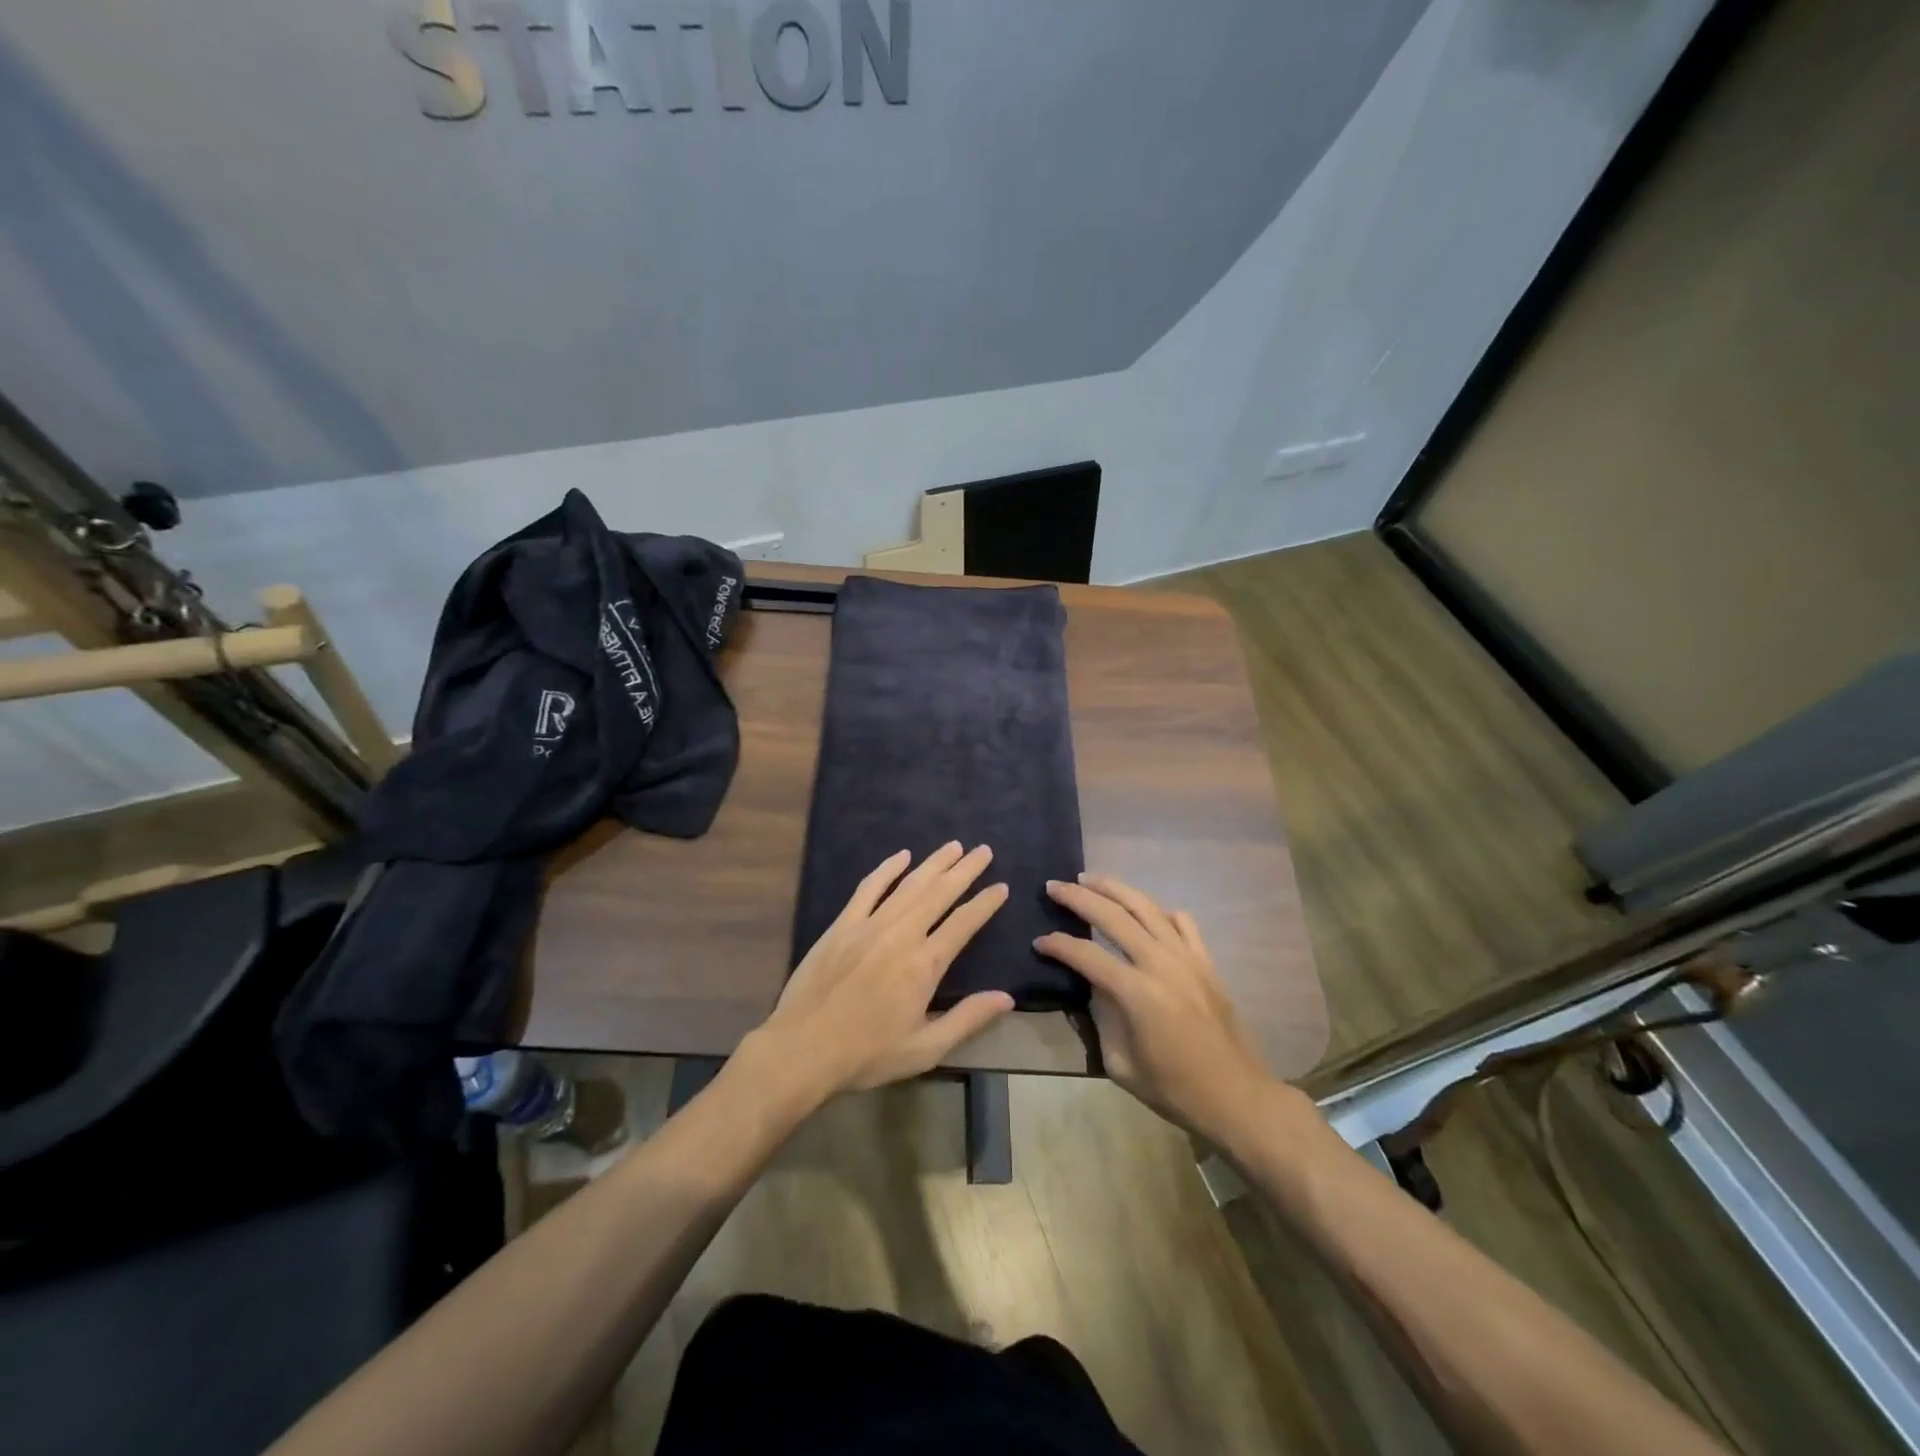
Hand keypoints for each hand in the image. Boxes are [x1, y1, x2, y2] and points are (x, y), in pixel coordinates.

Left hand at [757, 843, 1014, 1100]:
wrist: (803, 1049)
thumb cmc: (867, 1054)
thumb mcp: (925, 1049)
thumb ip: (967, 1019)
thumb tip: (1006, 997)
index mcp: (924, 964)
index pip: (963, 924)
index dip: (985, 904)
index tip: (1001, 886)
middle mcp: (901, 935)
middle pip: (939, 893)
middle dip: (964, 870)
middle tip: (983, 850)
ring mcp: (869, 925)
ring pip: (908, 885)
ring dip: (933, 863)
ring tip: (954, 846)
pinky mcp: (842, 925)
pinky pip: (868, 888)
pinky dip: (887, 869)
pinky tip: (902, 855)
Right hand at [1035, 874, 1275, 1147]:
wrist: (1237, 1097)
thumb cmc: (1174, 1089)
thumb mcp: (1120, 1064)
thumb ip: (1101, 1017)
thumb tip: (1092, 984)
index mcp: (1137, 993)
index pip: (1087, 954)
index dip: (1058, 945)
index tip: (1039, 941)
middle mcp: (1161, 964)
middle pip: (1114, 915)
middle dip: (1079, 897)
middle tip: (1054, 886)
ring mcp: (1188, 957)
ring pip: (1147, 906)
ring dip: (1114, 888)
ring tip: (1090, 879)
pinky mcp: (1206, 961)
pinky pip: (1182, 922)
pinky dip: (1159, 910)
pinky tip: (1144, 911)